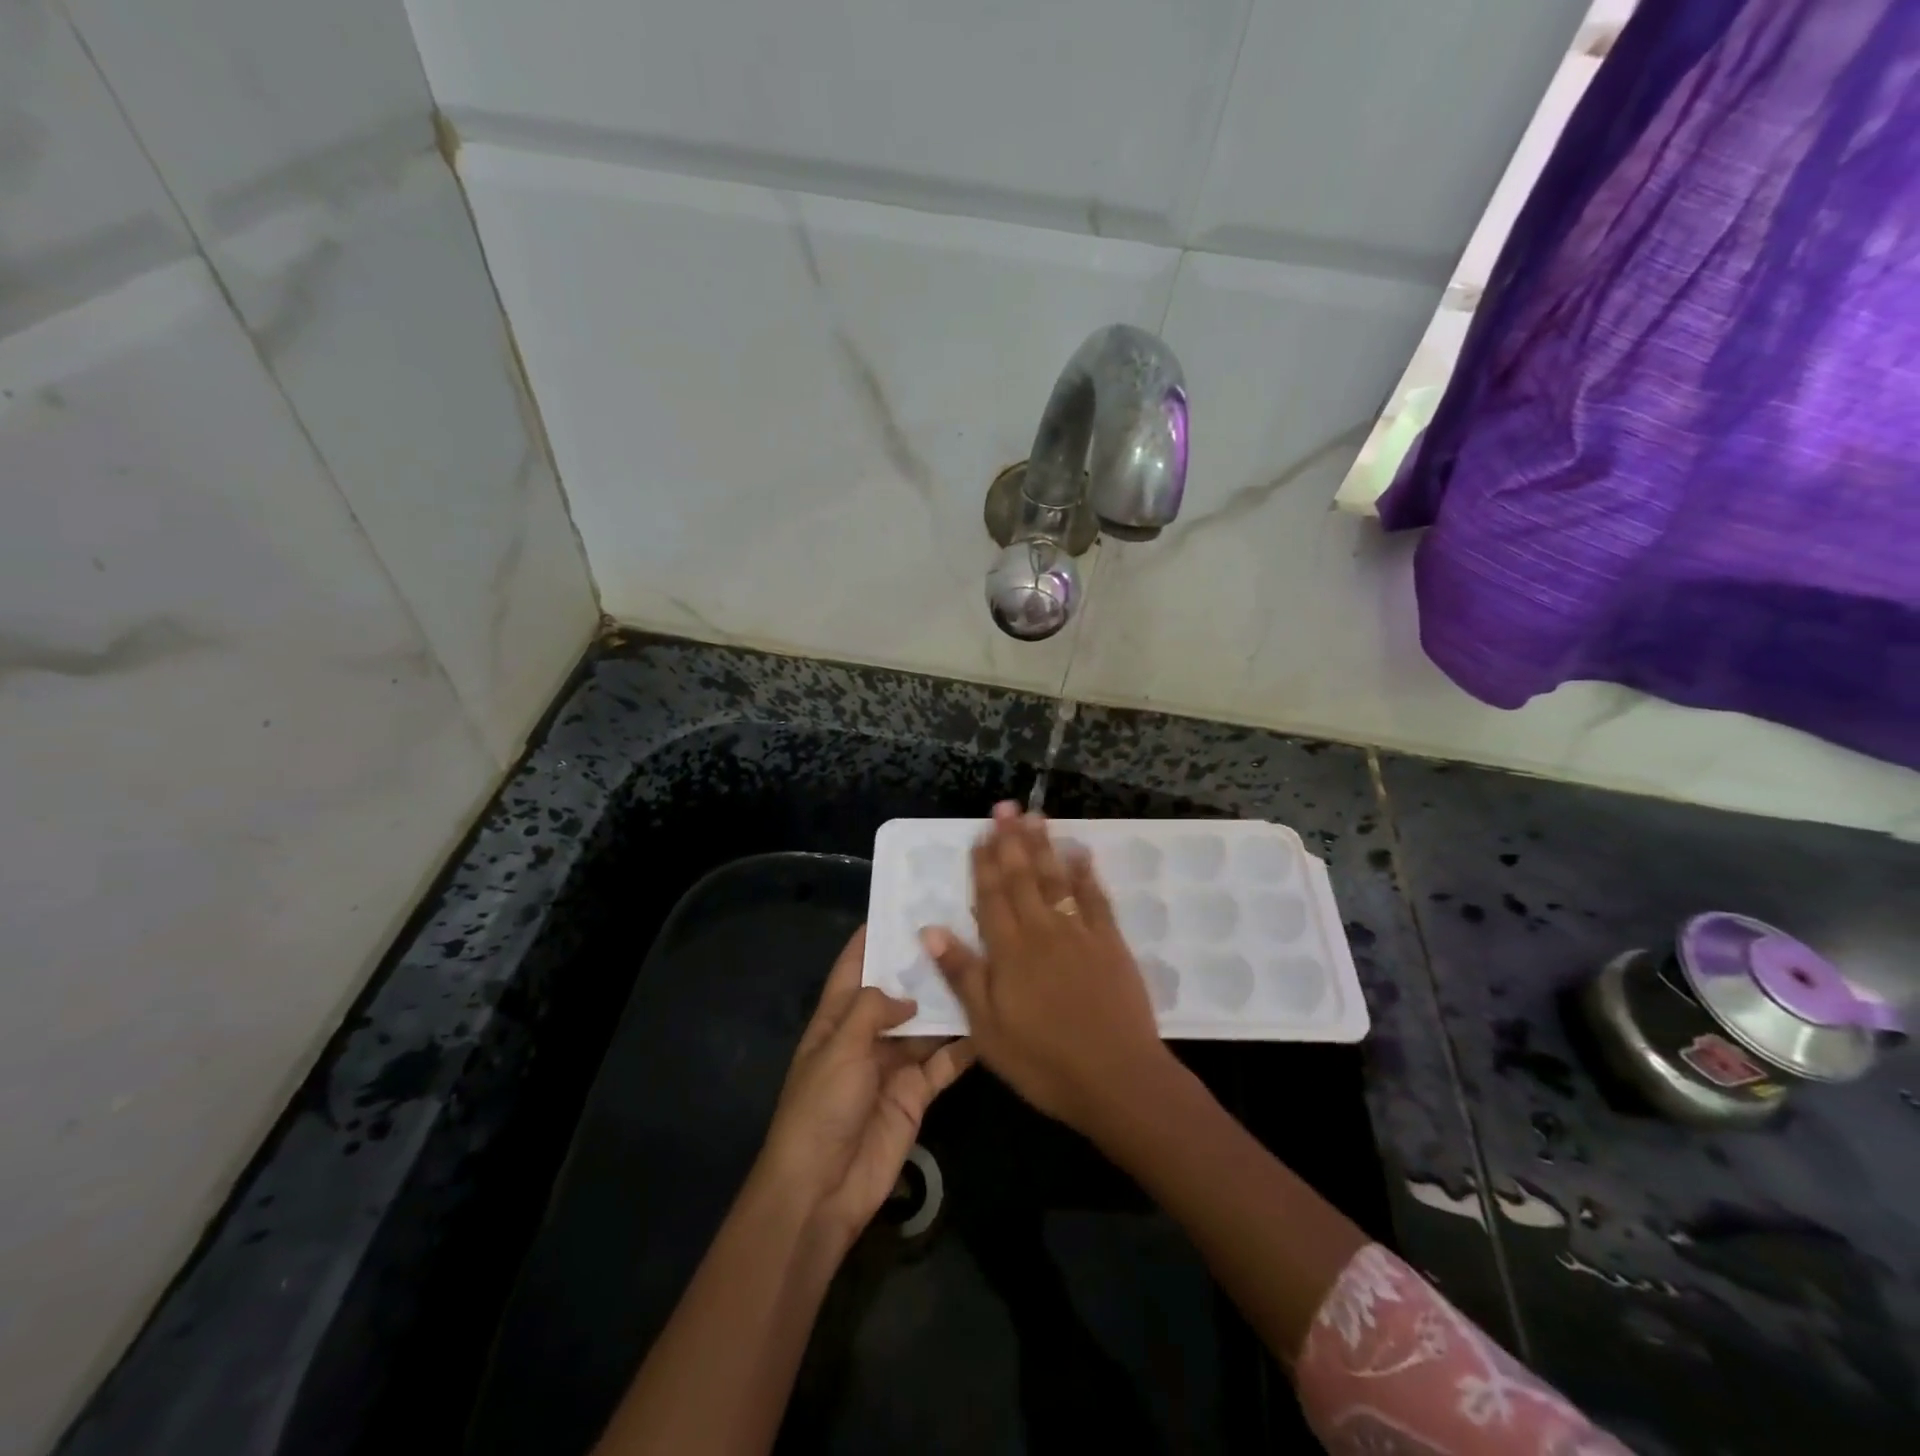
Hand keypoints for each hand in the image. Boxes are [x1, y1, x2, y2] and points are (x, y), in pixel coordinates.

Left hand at [758, 926, 973, 1250]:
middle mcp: (867, 1034)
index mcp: (837, 1017)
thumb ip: (873, 1008)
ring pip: (927, 1023)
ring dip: (949, 1001)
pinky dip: (964, 1045)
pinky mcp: (917, 1093)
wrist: (823, 1188)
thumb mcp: (840, 1047)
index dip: (876, 935)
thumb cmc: (821, 1107)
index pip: (855, 964)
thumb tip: (909, 994)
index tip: (907, 905)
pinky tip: (990, 1021)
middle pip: (899, 990)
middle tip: (962, 929)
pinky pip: (944, 1062)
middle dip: (923, 965)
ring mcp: (894, 1063)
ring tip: (983, 964)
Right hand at [920, 803, 1168, 1133]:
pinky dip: (1086, 873)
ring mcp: (1080, 933)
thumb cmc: (1043, 1061)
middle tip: (1005, 806)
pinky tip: (1080, 853)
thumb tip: (931, 930)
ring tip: (1035, 816)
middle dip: (1011, 840)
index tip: (979, 833)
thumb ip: (963, 975)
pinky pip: (1095, 898)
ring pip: (1056, 879)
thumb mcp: (987, 1029)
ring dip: (1044, 846)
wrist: (1117, 1078)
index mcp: (1009, 951)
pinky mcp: (1110, 943)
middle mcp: (1042, 930)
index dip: (984, 863)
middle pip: (1023, 877)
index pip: (991, 896)